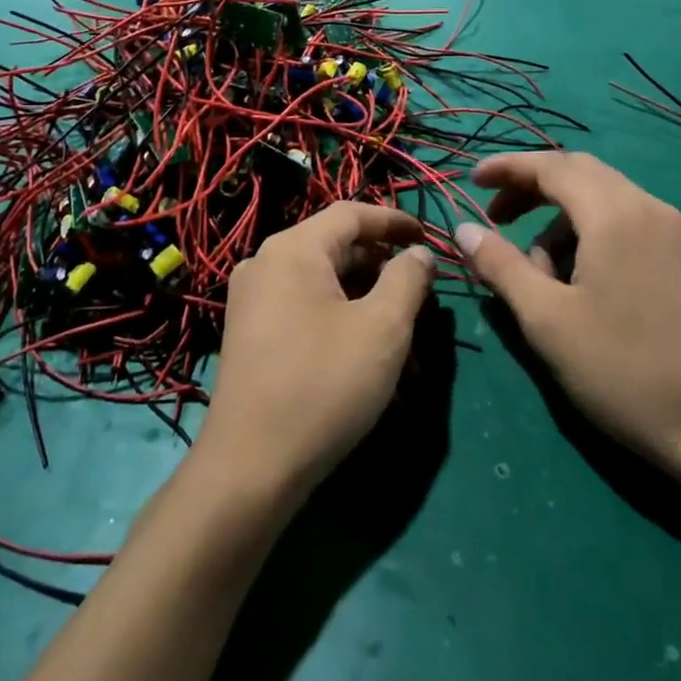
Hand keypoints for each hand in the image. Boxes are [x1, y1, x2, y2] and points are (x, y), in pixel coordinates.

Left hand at [197, 203, 435, 500]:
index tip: (429, 238)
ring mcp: (253, 300)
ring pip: (323, 284)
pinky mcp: (251, 334)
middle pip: (336, 248)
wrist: (251, 465)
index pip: (351, 214)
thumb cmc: (324, 384)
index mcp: (293, 249)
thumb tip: (418, 254)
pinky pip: (305, 309)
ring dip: (367, 302)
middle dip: (384, 269)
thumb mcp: (383, 328)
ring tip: (404, 337)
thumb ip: (407, 280)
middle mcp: (266, 263)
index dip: (394, 221)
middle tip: (422, 295)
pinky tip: (368, 357)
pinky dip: (341, 320)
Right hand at [454, 152, 680, 481]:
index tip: (471, 180)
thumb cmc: (624, 370)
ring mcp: (671, 232)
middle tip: (496, 219)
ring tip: (537, 273)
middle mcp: (647, 208)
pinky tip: (576, 282)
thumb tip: (465, 229)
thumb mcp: (546, 319)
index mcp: (615, 214)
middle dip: (531, 188)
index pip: (551, 166)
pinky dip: (587, 235)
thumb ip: (501, 266)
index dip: (507, 168)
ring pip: (601, 199)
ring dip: (558, 219)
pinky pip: (623, 223)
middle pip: (578, 173)